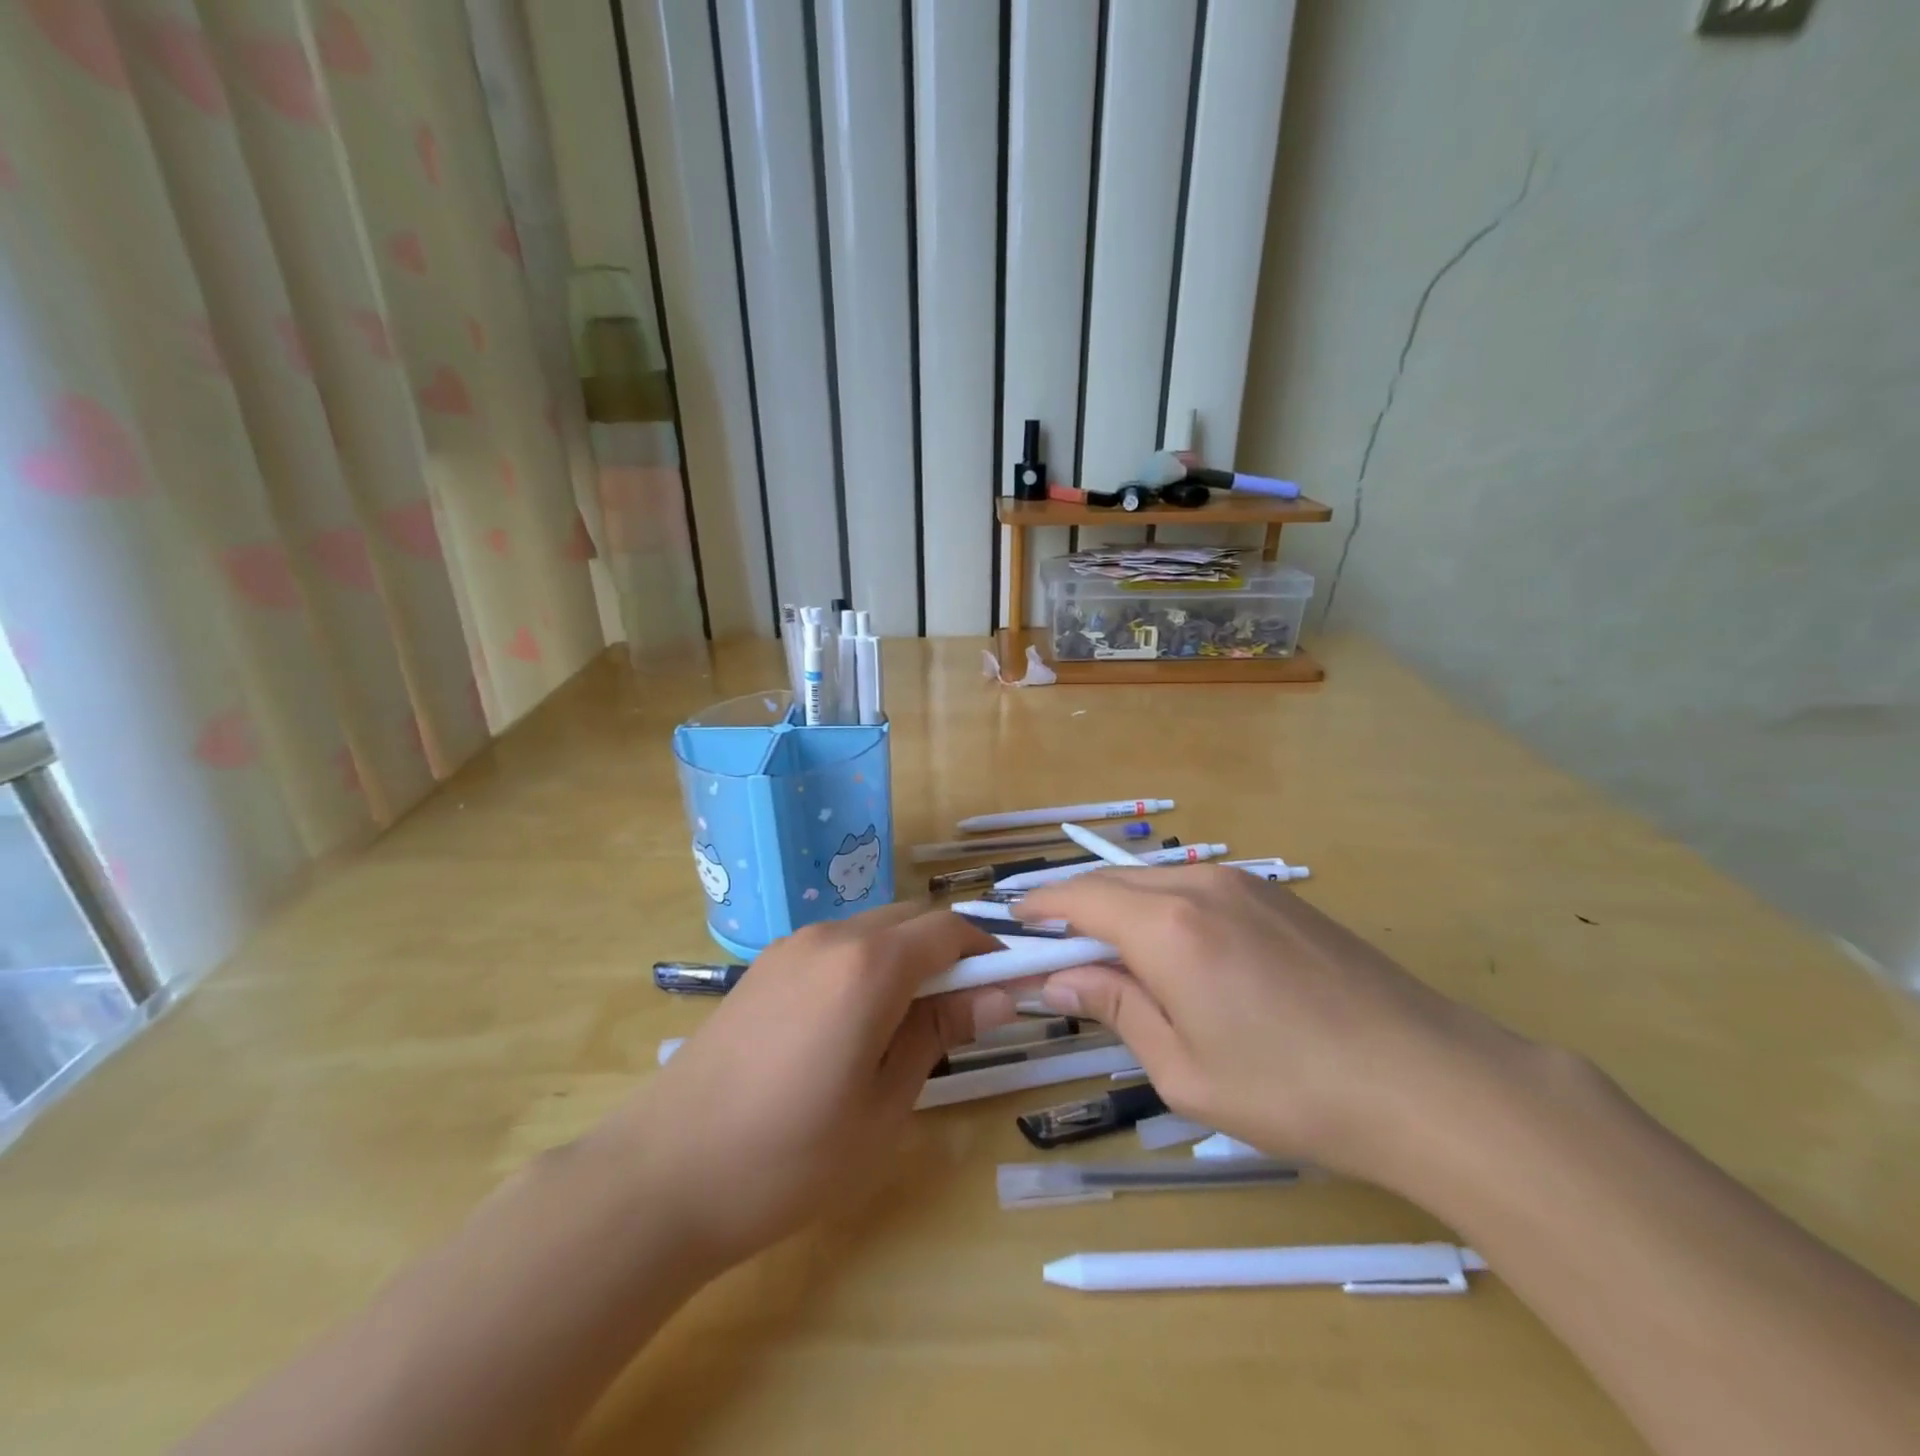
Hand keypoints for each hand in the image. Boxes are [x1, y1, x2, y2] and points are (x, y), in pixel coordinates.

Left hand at [589, 905, 1011, 1273]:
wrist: (663, 1175)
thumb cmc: (790, 1156)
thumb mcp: (885, 1103)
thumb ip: (941, 1031)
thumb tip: (999, 993)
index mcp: (869, 965)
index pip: (949, 930)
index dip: (987, 950)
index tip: (1008, 985)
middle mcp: (832, 936)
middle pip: (911, 920)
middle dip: (948, 951)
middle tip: (963, 1011)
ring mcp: (791, 947)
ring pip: (872, 929)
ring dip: (905, 957)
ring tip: (907, 1023)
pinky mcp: (764, 966)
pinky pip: (835, 947)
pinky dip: (865, 964)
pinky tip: (853, 1022)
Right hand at [1017, 867, 1531, 1189]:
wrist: (1429, 1079)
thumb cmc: (1292, 1089)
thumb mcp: (1184, 1070)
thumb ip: (1117, 1008)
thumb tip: (1060, 978)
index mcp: (1167, 926)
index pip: (1080, 898)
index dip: (1041, 906)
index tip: (1013, 923)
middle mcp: (1200, 886)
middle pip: (1115, 880)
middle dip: (1076, 906)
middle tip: (1055, 944)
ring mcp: (1246, 885)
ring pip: (1158, 880)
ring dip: (1122, 905)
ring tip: (1110, 950)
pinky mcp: (1280, 897)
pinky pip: (1199, 888)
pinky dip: (1164, 907)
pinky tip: (1176, 949)